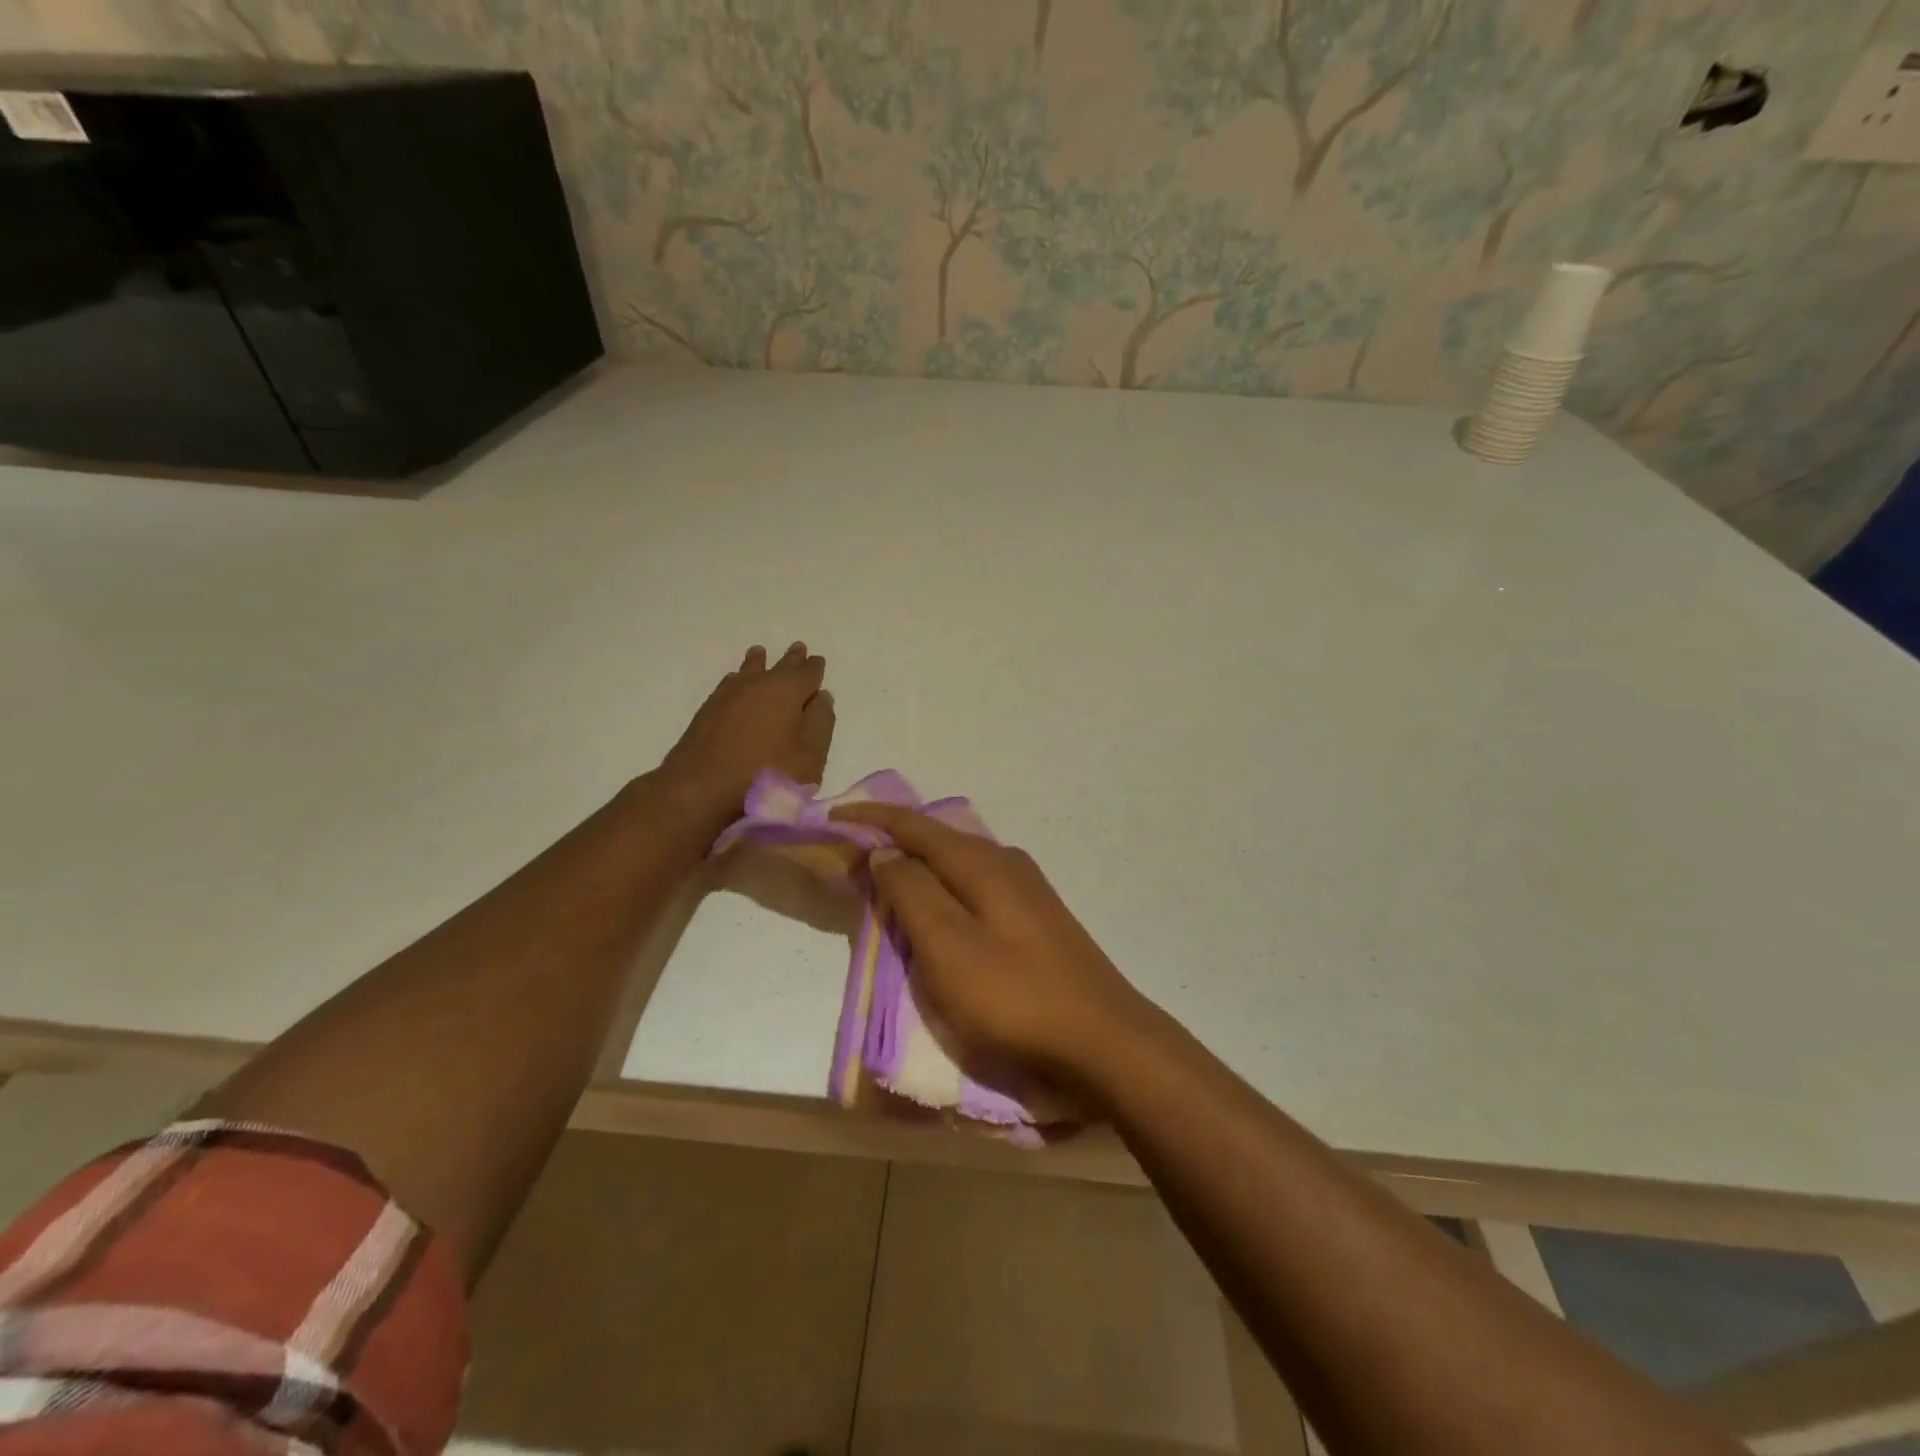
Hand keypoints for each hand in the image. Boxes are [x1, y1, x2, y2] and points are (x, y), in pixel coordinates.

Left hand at [657, 643, 833, 829]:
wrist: (700, 788)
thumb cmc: (766, 775)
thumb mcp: (809, 756)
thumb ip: (821, 723)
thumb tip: (822, 697)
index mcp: (788, 691)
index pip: (808, 672)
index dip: (815, 667)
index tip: (818, 660)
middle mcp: (758, 684)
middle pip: (779, 666)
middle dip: (791, 659)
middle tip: (798, 648)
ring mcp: (729, 695)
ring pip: (748, 670)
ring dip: (759, 662)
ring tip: (760, 653)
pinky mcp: (707, 710)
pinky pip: (729, 684)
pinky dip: (737, 679)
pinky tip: (734, 682)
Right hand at [830, 802, 1155, 1097]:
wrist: (1104, 1041)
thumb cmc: (1015, 997)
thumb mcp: (948, 947)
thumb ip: (912, 893)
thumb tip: (884, 851)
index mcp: (982, 863)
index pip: (916, 826)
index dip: (873, 818)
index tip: (834, 816)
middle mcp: (1007, 863)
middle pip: (939, 840)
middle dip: (894, 842)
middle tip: (854, 858)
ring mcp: (1028, 891)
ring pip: (960, 865)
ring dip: (920, 869)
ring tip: (888, 883)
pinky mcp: (1037, 920)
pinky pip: (977, 889)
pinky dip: (945, 892)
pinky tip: (941, 913)